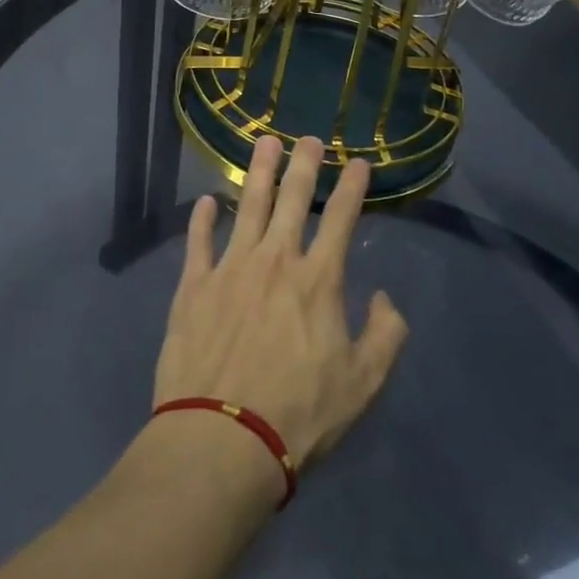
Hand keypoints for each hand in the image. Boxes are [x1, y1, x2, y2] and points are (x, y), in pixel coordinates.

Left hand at [152, 135, 408, 474]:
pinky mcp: (193, 287)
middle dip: (303, 165)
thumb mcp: (363, 384)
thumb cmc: (299, 414)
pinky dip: (202, 220)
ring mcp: (229, 269)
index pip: (339, 218)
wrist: (222, 440)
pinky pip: (199, 242)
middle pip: (290, 200)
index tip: (358, 161)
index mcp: (317, 280)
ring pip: (245, 207)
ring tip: (264, 144)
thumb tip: (384, 299)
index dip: (351, 186)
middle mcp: (274, 261)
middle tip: (308, 138)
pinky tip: (205, 202)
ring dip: (257, 173)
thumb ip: (385, 335)